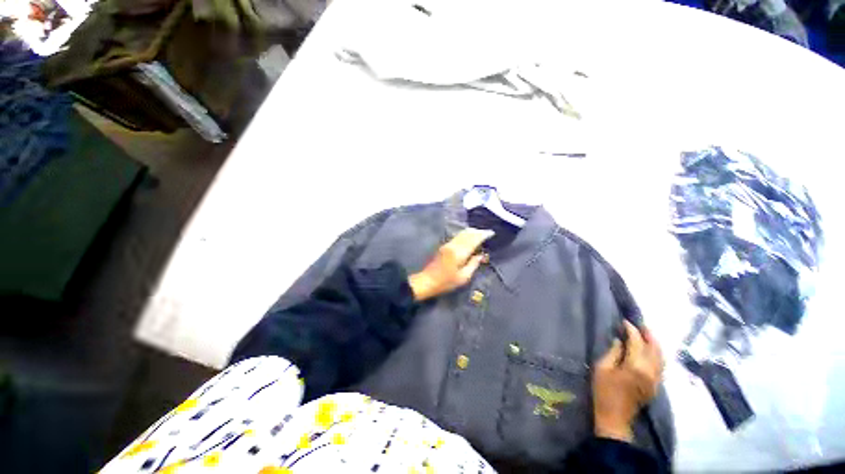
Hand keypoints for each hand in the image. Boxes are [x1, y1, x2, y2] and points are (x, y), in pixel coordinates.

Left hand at [408, 228, 493, 300]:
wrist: (427, 281)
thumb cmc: (446, 282)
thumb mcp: (463, 277)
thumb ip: (473, 264)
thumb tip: (481, 256)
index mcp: (459, 253)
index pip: (473, 239)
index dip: (483, 235)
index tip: (491, 233)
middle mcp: (453, 245)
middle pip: (467, 234)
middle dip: (478, 232)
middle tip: (487, 233)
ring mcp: (447, 245)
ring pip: (461, 234)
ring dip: (471, 232)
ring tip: (480, 234)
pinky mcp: (444, 247)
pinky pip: (457, 237)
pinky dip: (465, 235)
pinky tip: (469, 239)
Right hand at [593, 321, 663, 441]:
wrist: (615, 417)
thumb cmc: (604, 391)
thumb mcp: (601, 368)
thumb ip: (613, 353)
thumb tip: (620, 341)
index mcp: (636, 366)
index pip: (637, 343)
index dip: (632, 330)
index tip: (625, 321)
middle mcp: (650, 372)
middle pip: (655, 349)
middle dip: (649, 335)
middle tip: (640, 324)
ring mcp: (656, 380)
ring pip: (661, 357)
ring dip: (655, 344)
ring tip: (646, 334)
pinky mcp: (655, 385)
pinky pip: (660, 365)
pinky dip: (657, 355)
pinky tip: (650, 351)